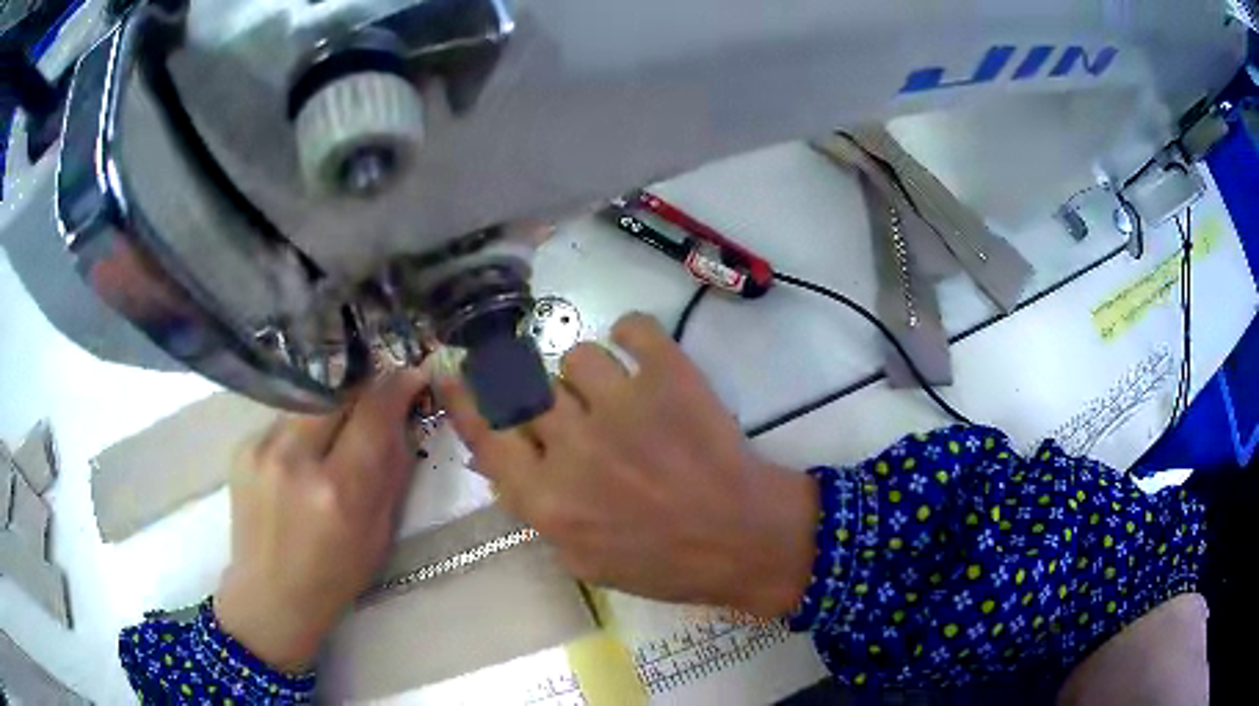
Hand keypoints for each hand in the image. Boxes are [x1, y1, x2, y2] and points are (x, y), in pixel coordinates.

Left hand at [214, 368, 429, 671]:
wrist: (269, 595)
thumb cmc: (335, 575)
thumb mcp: (380, 532)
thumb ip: (393, 469)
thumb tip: (404, 416)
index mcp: (338, 491)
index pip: (373, 412)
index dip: (396, 386)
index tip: (412, 375)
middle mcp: (295, 459)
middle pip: (337, 391)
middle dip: (362, 390)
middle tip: (375, 401)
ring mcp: (261, 449)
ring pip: (309, 400)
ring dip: (330, 410)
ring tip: (334, 439)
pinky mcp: (242, 447)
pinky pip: (284, 418)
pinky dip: (302, 428)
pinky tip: (302, 458)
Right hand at [441, 313, 817, 616]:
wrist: (743, 538)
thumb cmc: (663, 562)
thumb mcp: (582, 558)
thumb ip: (535, 509)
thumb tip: (501, 457)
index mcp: (547, 499)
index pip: (485, 434)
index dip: (464, 399)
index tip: (451, 371)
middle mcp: (573, 446)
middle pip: (527, 389)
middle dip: (543, 398)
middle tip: (573, 412)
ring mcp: (622, 404)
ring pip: (577, 356)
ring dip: (591, 377)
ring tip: (620, 399)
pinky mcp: (670, 376)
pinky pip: (632, 328)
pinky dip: (633, 336)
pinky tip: (642, 357)